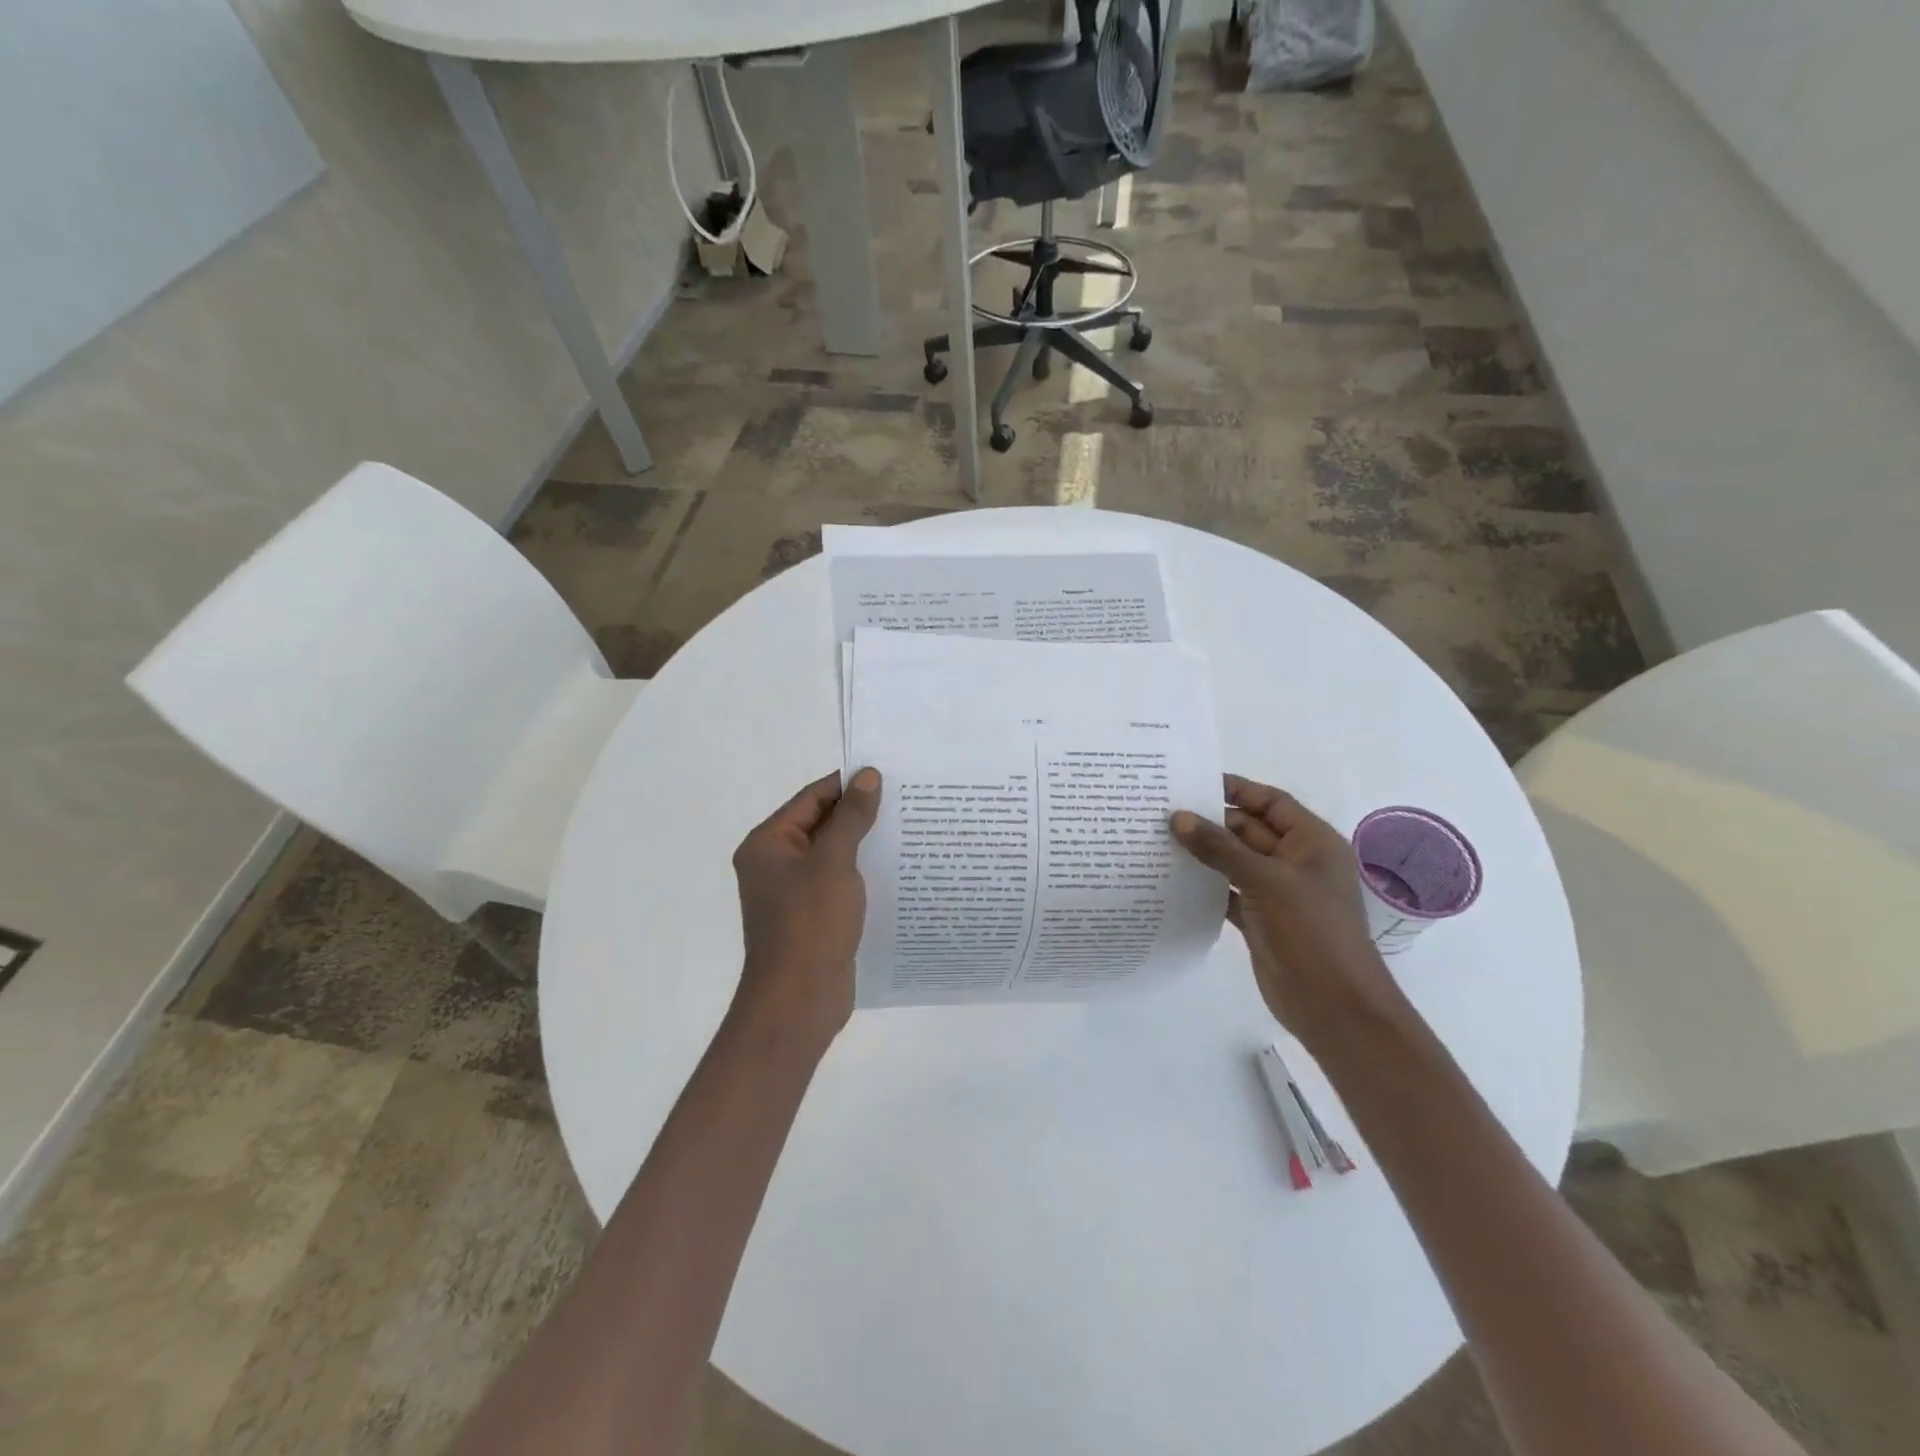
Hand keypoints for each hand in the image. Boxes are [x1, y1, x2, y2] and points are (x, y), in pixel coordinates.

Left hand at [730, 768, 882, 1052]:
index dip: (848, 784)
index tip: (888, 775)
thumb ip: (851, 817)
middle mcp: (775, 863)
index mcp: (768, 843)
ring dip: (865, 843)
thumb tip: (867, 776)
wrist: (799, 1000)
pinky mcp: (813, 917)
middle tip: (906, 800)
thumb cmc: (810, 923)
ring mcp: (793, 893)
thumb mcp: (834, 862)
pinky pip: (839, 882)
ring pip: (833, 855)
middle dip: (860, 814)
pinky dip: (863, 872)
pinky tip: (897, 868)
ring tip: (909, 828)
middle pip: (822, 824)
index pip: (811, 798)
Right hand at [1171, 775, 1410, 1052]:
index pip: (1270, 802)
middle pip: (1248, 829)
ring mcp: (1277, 892)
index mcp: (1312, 842)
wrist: (1334, 1006)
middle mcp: (1295, 862)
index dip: (1235, 789)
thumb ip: (1220, 848)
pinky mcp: (1259, 919)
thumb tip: (1178, 817)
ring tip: (1157, 839)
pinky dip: (1204, 885)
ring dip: (1203, 853)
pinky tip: (1170, 878)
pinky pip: (1227, 891)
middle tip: (1162, 812)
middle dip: (1210, 821)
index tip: (1192, 782)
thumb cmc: (1312, 931)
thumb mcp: (1266, 880)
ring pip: (1234, 861)